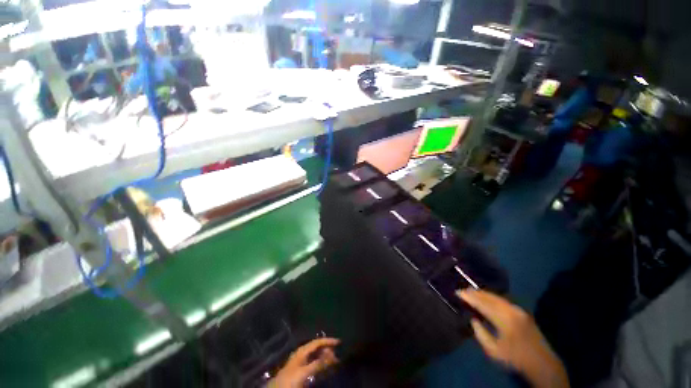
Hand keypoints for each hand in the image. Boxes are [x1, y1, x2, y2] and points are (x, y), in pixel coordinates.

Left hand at [269, 338, 339, 387]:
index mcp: (302, 351)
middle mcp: (302, 354)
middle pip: (317, 348)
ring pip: (316, 356)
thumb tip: (332, 356)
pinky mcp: (301, 371)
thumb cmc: (290, 380)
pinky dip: (321, 364)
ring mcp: (301, 362)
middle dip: (328, 350)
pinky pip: (314, 364)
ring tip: (334, 361)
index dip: (328, 341)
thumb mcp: (304, 372)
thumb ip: (318, 364)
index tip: (339, 342)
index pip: (317, 342)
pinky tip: (326, 368)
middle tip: (337, 355)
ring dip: (325, 357)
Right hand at [458, 290, 568, 387]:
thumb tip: (472, 318)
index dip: (469, 298)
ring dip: (482, 294)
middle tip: (462, 290)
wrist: (541, 363)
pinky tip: (486, 298)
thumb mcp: (493, 351)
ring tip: (471, 291)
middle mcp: (511, 310)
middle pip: (489, 297)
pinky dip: (491, 297)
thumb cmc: (515, 358)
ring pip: (496, 297)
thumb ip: (480, 333)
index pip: (482, 304)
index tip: (457, 292)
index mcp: (504, 320)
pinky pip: (502, 300)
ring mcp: (518, 310)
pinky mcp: (521, 311)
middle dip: (474, 293)